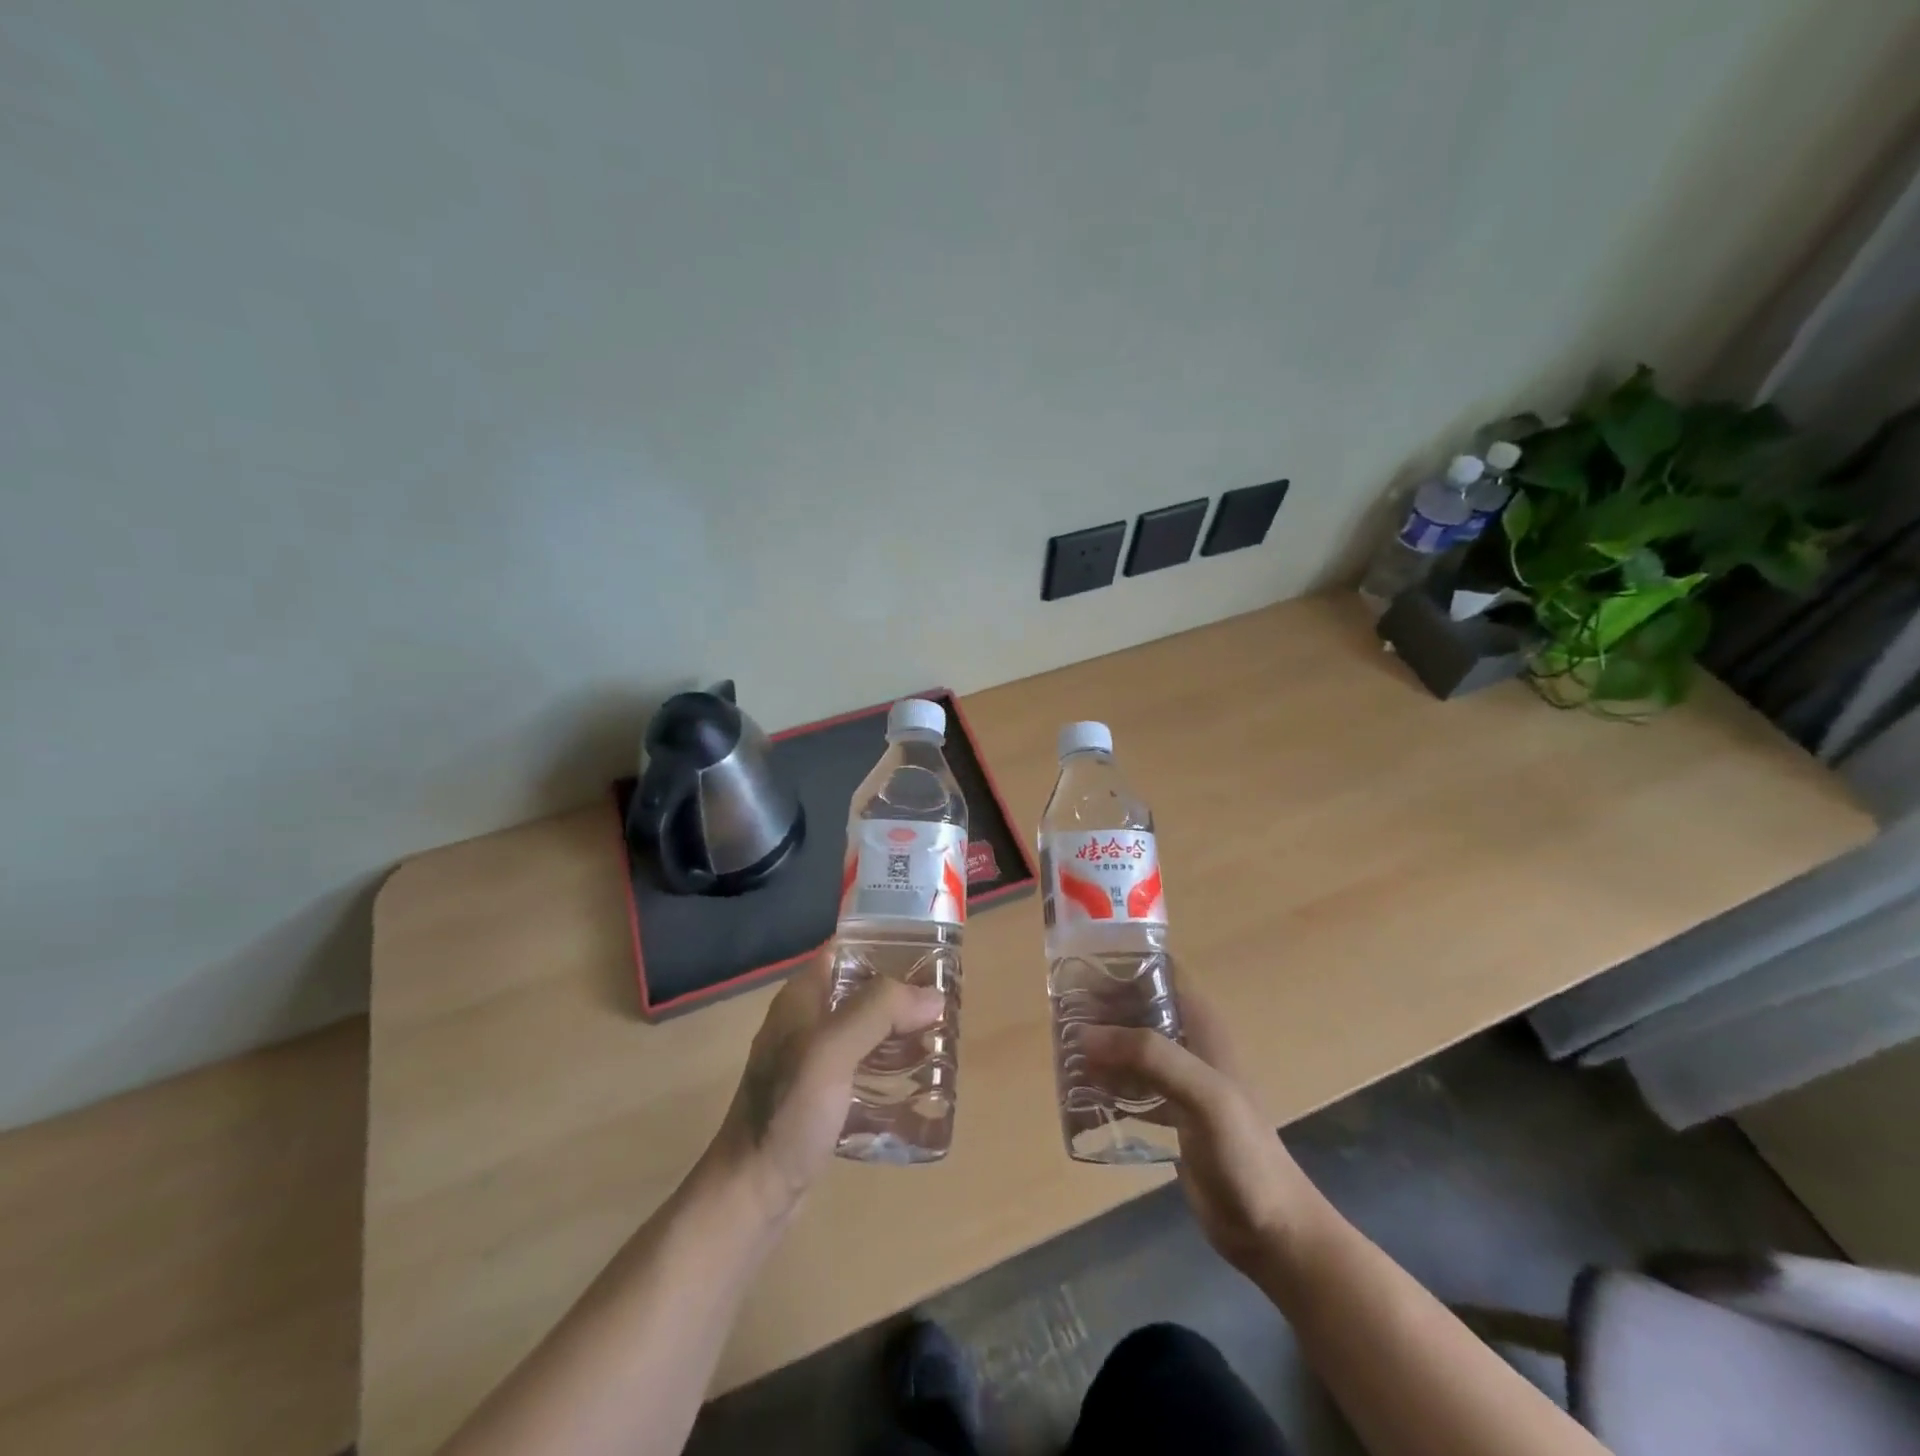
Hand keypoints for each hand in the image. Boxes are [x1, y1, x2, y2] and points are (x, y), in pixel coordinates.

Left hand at [708, 954, 943, 1222]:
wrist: (751, 1194)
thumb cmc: (787, 1114)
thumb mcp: (831, 1051)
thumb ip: (878, 1012)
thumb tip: (933, 996)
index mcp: (802, 997)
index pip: (849, 949)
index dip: (888, 943)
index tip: (932, 952)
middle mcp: (807, 1020)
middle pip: (863, 988)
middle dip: (904, 991)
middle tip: (948, 999)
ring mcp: (813, 1059)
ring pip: (867, 1027)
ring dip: (901, 1028)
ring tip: (942, 1036)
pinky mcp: (822, 1094)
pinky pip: (865, 1063)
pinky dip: (891, 1063)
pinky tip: (918, 1078)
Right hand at [1082, 988, 1326, 1275]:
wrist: (1272, 1230)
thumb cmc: (1244, 1153)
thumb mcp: (1203, 1095)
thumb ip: (1150, 1057)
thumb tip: (1086, 1034)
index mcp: (1201, 1024)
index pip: (1158, 973)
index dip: (1122, 964)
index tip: (1079, 970)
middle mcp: (1188, 1043)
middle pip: (1137, 1008)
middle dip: (1101, 1009)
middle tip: (1060, 1016)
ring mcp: (1179, 1081)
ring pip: (1131, 1046)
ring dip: (1101, 1046)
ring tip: (1063, 1050)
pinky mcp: (1170, 1115)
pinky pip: (1131, 1086)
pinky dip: (1107, 1083)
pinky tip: (1081, 1092)